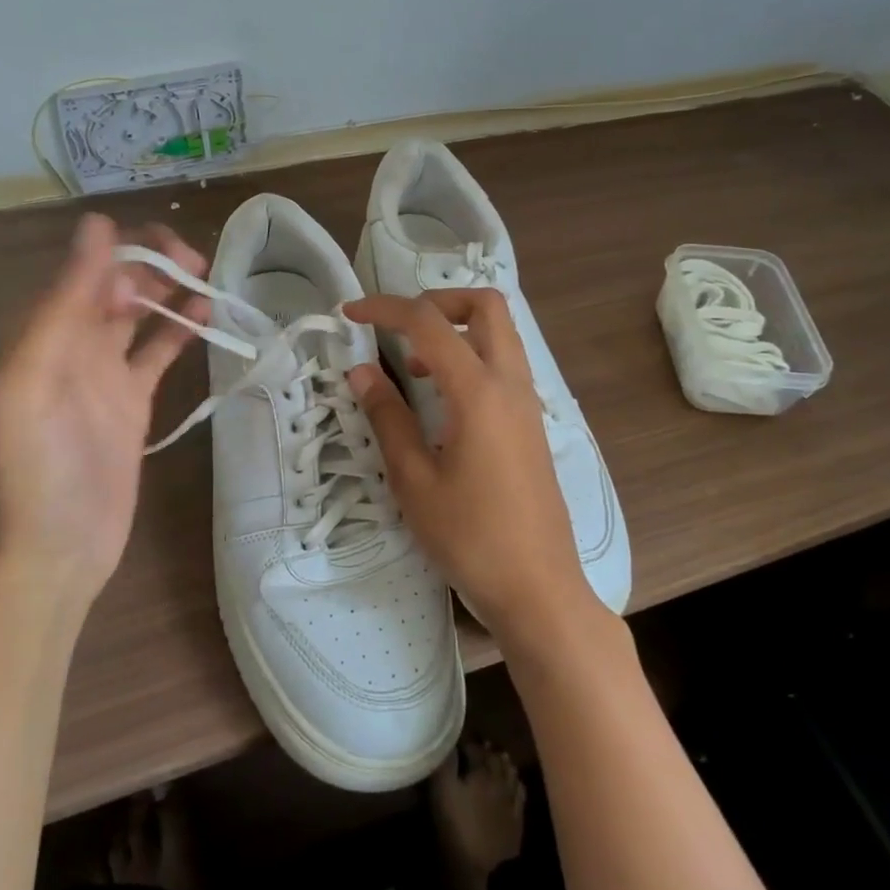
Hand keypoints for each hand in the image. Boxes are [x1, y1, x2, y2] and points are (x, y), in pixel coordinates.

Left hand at [0, 214, 208, 605]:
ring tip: (207, 277)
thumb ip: (62, 305)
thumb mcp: (33, 381)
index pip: (87, 267)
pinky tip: (207, 317)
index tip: (166, 255)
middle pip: (116, 282)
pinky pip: (158, 353)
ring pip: (141, 313)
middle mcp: (73, 344)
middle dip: (153, 263)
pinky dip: (180, 331)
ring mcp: (105, 373)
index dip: (125, 250)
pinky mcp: (133, 402)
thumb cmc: (38, 469)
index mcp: (45, 331)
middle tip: (196, 263)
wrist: (56, 551)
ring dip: (170, 290)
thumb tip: (96, 227)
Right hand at [342, 289, 599, 645]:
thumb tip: (362, 371)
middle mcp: (510, 384)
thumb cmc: (471, 538)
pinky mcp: (531, 424)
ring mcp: (527, 403)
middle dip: (437, 300)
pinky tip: (442, 400)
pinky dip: (471, 357)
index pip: (429, 323)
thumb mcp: (414, 480)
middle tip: (398, 327)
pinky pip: (504, 365)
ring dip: (456, 329)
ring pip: (500, 334)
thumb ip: (388, 418)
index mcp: (479, 392)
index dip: (385, 309)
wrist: (539, 589)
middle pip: (485, 306)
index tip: (351, 314)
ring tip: (413, 369)